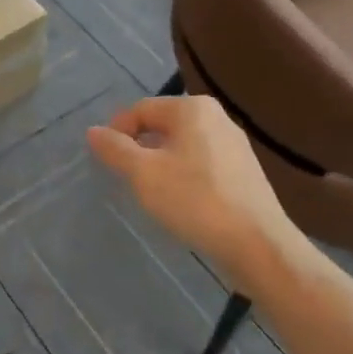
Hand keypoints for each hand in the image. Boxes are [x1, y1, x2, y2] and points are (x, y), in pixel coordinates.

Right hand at [86, 95, 297, 280]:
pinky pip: (202, 163)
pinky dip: (184, 175)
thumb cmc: (196, 200)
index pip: (140, 110)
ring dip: (161, 163)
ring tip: (151, 192)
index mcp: (192, 108)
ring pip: (182, 145)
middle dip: (140, 148)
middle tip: (126, 178)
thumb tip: (93, 131)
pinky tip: (182, 202)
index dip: (117, 132)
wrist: (259, 245)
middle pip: (162, 125)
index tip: (105, 160)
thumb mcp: (143, 174)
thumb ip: (115, 149)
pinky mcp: (245, 171)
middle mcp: (216, 116)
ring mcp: (234, 144)